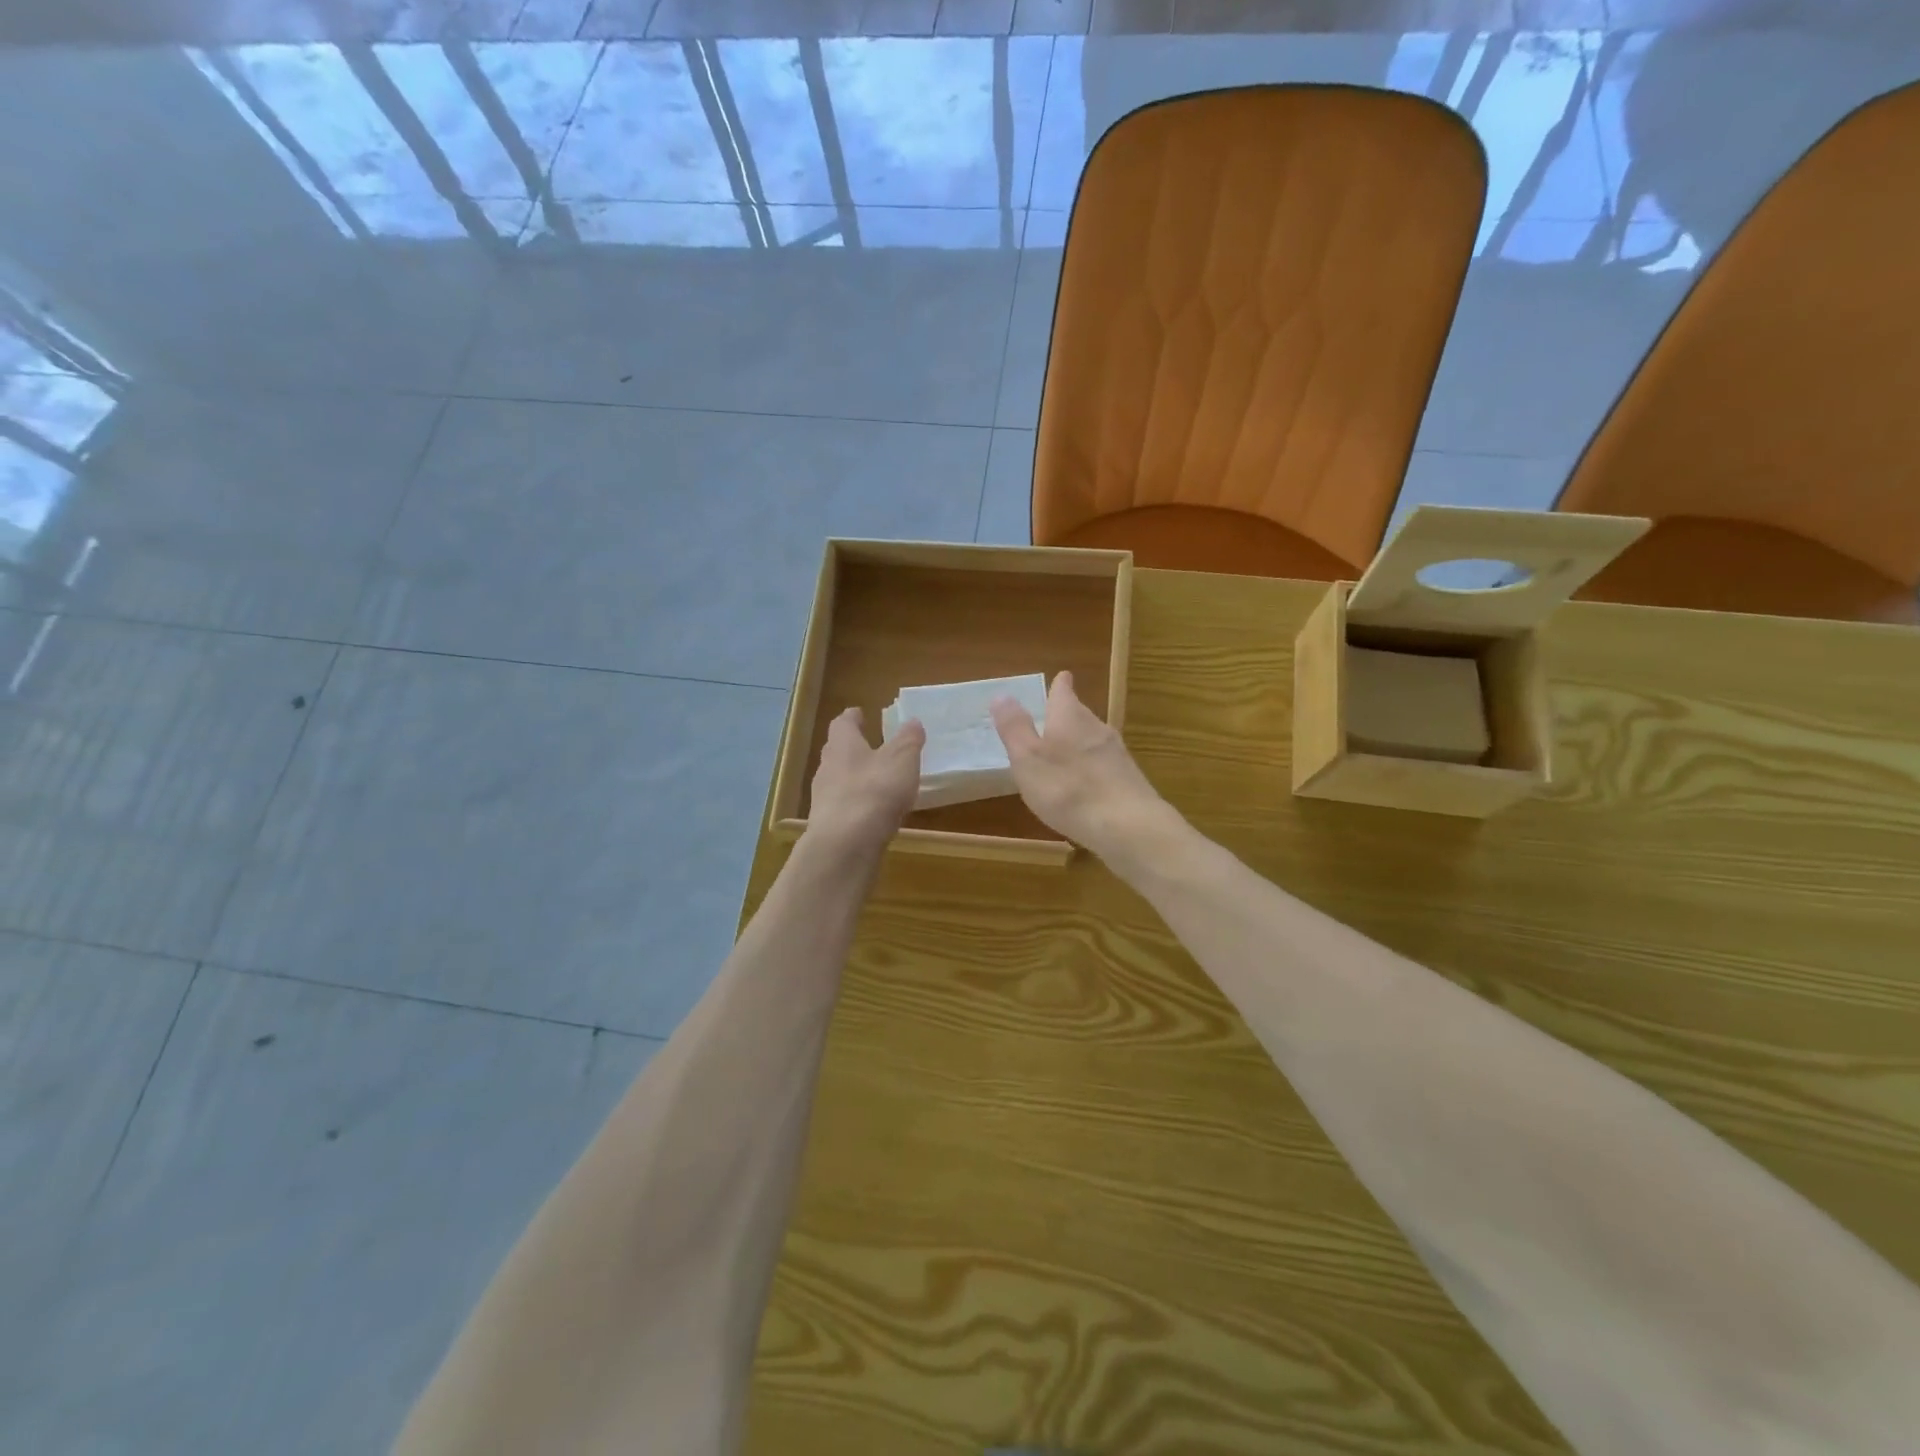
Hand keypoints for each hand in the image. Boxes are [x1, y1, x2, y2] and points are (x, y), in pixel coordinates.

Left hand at [804, 706, 923, 860]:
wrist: (846, 844)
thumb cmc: (875, 790)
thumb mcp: (902, 759)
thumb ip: (908, 740)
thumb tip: (913, 721)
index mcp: (842, 744)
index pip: (843, 723)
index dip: (852, 717)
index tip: (859, 713)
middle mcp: (827, 766)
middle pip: (837, 750)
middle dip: (852, 747)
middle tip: (869, 745)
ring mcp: (823, 798)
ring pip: (838, 779)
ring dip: (854, 777)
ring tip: (876, 780)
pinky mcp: (828, 824)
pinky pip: (843, 806)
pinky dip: (856, 804)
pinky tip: (872, 812)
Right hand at [989, 671, 1175, 865]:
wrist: (1127, 826)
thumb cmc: (1068, 788)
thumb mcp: (1028, 759)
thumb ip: (1015, 728)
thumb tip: (1002, 694)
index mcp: (1069, 718)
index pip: (1064, 692)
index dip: (1060, 685)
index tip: (1062, 676)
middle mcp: (1097, 728)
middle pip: (1080, 714)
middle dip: (1068, 713)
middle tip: (1055, 714)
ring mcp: (1117, 755)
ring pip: (1094, 739)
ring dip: (1080, 741)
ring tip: (1066, 748)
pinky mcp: (1128, 781)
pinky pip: (1104, 765)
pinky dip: (1092, 767)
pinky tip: (1086, 783)